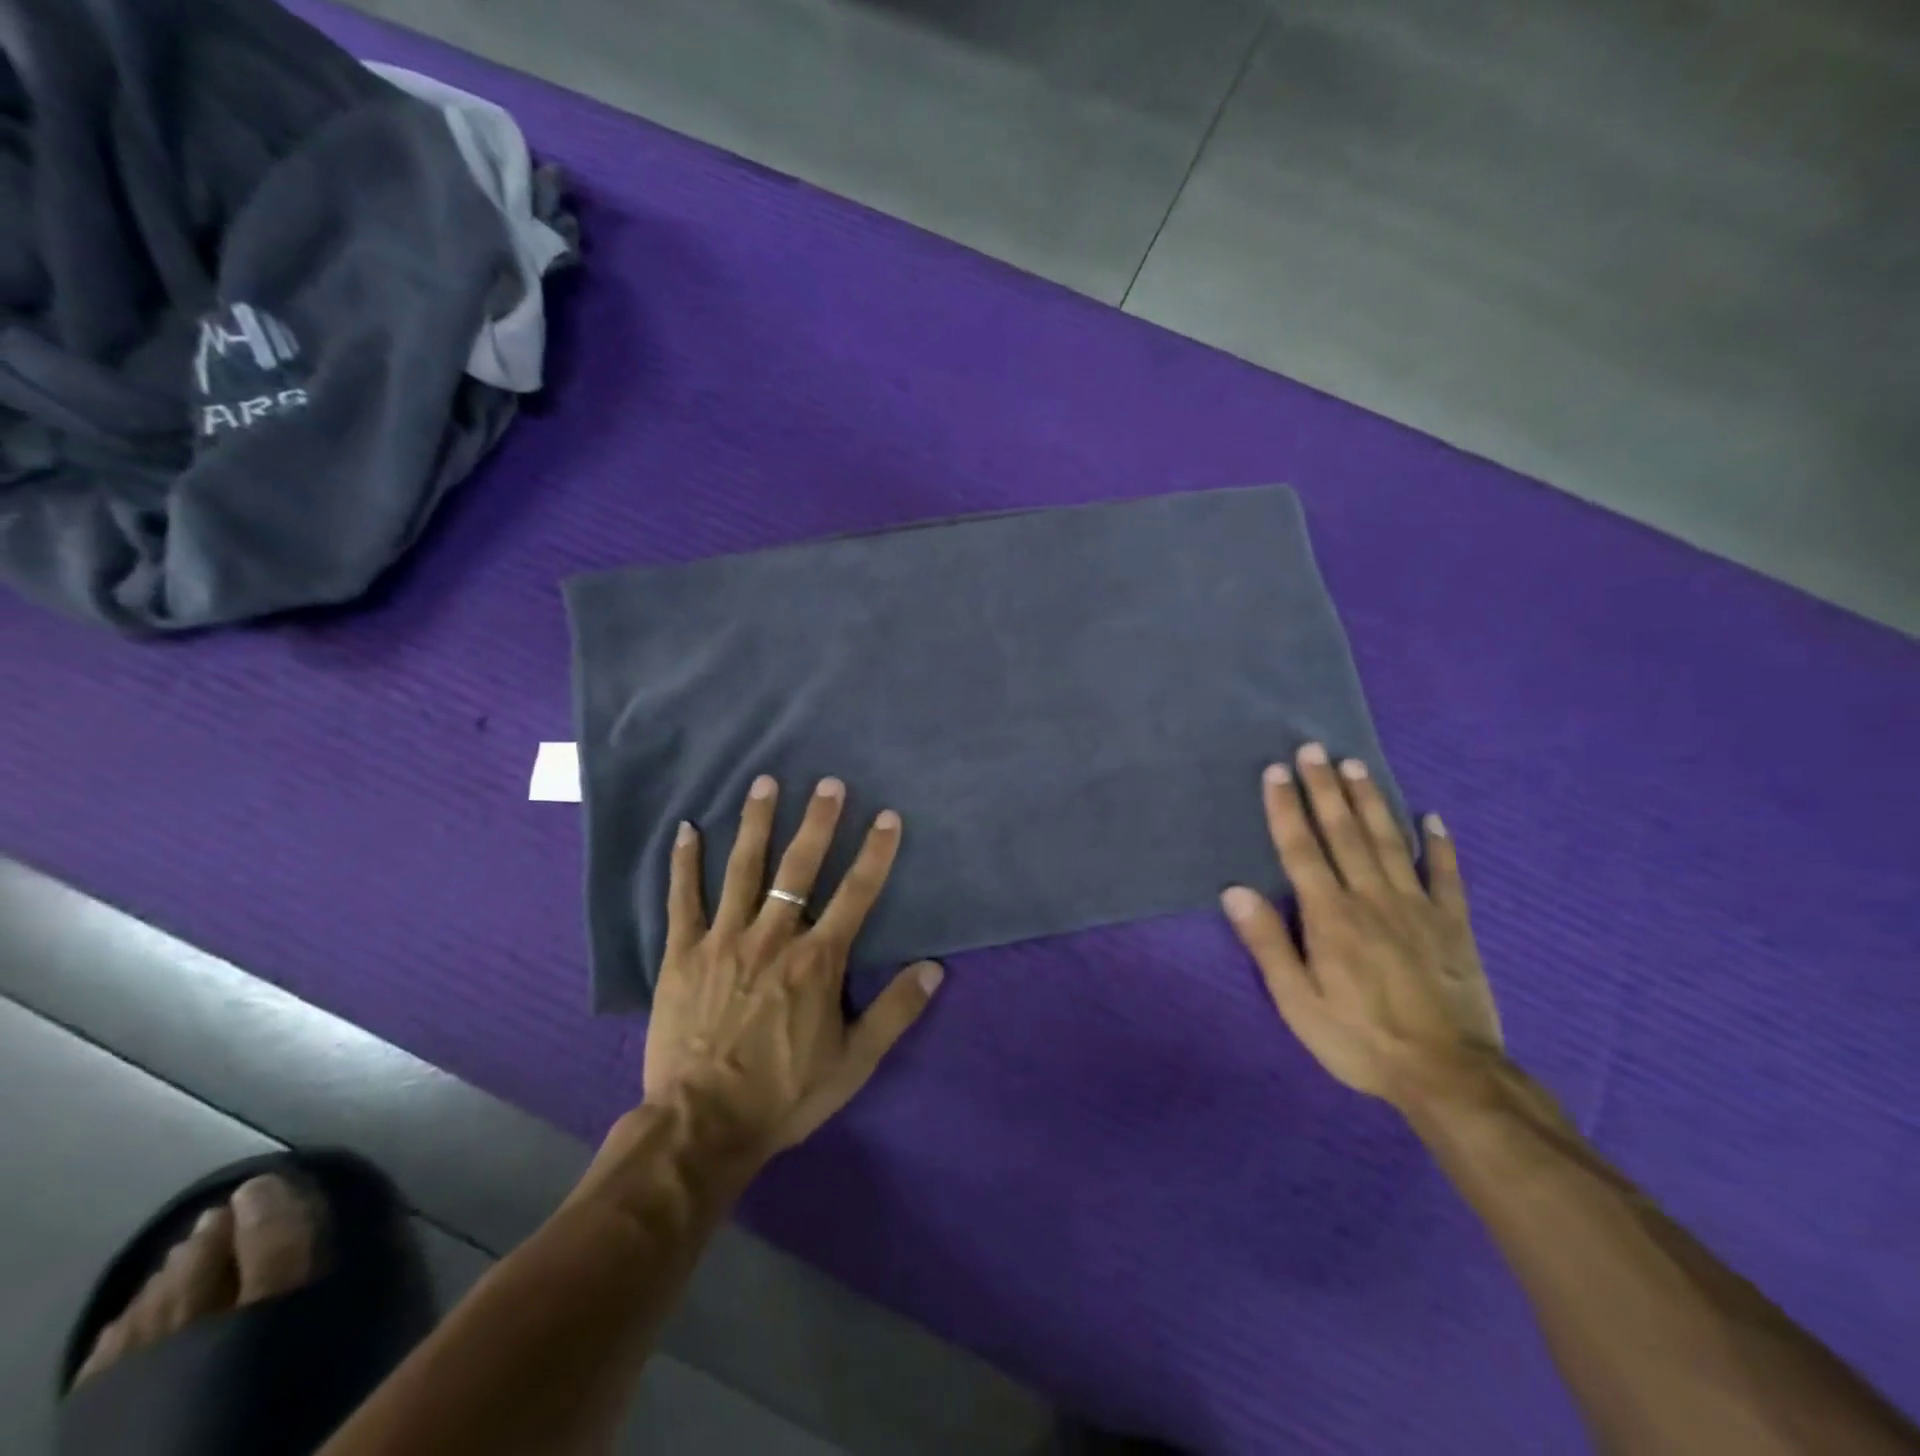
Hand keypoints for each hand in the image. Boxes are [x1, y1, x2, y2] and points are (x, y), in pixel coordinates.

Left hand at [642, 775, 943, 1159]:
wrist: (703, 1125)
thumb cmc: (785, 1094)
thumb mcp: (854, 1062)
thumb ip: (896, 1012)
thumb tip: (935, 968)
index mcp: (817, 961)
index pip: (856, 894)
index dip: (875, 852)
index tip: (888, 816)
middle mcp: (773, 937)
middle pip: (800, 868)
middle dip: (818, 822)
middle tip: (829, 782)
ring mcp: (724, 940)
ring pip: (743, 869)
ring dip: (757, 823)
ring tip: (765, 782)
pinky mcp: (682, 954)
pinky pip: (683, 899)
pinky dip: (684, 863)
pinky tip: (686, 829)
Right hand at [1220, 743, 1500, 1105]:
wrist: (1449, 1076)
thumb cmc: (1360, 1039)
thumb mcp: (1297, 1002)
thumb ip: (1268, 943)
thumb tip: (1235, 890)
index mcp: (1331, 916)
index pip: (1302, 850)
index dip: (1286, 808)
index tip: (1277, 771)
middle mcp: (1372, 898)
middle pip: (1344, 833)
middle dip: (1324, 789)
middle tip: (1313, 749)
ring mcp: (1417, 908)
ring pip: (1389, 842)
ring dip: (1370, 801)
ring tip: (1355, 766)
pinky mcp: (1453, 925)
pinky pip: (1446, 875)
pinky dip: (1440, 845)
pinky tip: (1432, 818)